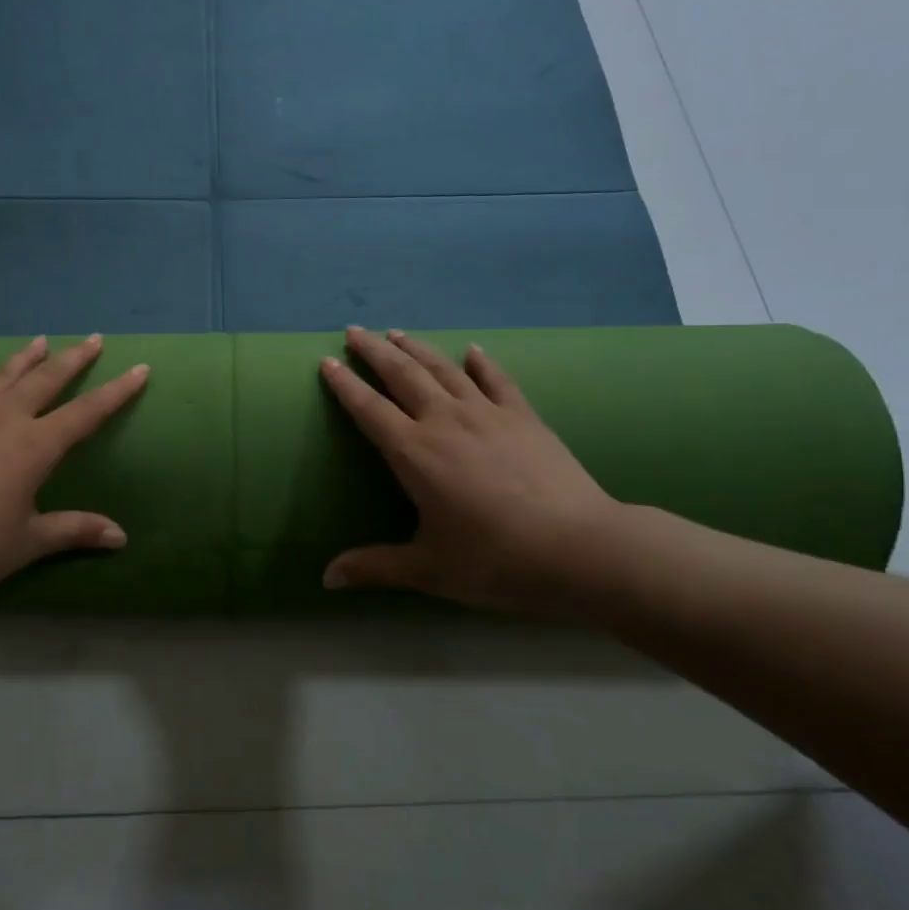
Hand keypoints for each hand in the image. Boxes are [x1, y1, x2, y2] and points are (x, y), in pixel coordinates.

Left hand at [0, 335, 148, 604]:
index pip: (86, 413)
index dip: (117, 391)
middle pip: (45, 380)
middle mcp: (2, 419)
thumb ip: (74, 531)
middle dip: (73, 359)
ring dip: (22, 359)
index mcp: (34, 446)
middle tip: (93, 339)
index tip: (139, 369)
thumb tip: (120, 537)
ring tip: (39, 341)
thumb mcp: (28, 542)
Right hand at [319, 327, 619, 609]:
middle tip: (354, 331)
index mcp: (414, 453)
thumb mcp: (428, 570)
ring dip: (416, 347)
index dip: (345, 384)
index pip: (368, 409)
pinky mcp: (524, 417)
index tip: (327, 362)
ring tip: (396, 332)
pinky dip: (481, 362)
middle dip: (374, 350)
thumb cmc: (496, 561)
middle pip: (402, 374)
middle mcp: (445, 421)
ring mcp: (487, 414)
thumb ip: (374, 567)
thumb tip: (326, 578)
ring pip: (443, 369)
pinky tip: (472, 350)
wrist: (582, 549)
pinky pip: (497, 380)